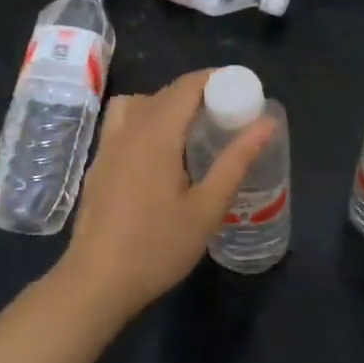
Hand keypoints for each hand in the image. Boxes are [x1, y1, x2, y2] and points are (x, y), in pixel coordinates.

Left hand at [58, 69, 275, 316]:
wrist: (96, 284)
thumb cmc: (157, 247)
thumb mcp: (207, 207)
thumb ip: (237, 161)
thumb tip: (267, 123)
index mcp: (156, 134)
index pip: (187, 85)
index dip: (216, 78)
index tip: (243, 89)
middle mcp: (129, 130)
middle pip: (165, 92)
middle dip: (198, 93)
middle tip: (228, 113)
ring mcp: (108, 147)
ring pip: (138, 104)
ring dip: (167, 105)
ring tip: (191, 130)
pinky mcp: (99, 166)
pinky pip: (123, 124)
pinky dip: (146, 122)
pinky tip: (161, 156)